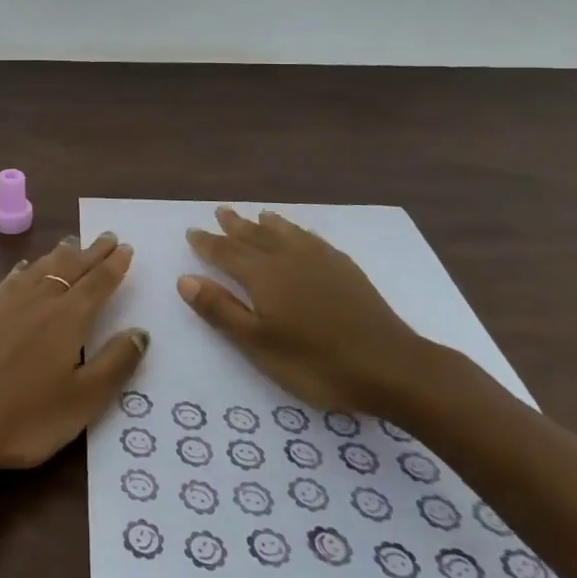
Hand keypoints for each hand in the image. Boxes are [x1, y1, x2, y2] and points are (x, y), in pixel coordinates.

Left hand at [0, 233, 148, 472]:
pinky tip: (25, 267)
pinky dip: (25, 269)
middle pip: (70, 268)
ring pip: (40, 268)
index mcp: (69, 319)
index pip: (98, 283)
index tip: (125, 247)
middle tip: (106, 236)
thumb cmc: (27, 417)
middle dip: (91, 252)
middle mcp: (40, 301)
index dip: (114, 266)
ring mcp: (7, 304)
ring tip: (72, 243)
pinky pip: (11, 280)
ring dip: (59, 255)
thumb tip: (140, 332)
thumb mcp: (83, 400)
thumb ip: (114, 364)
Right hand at [178, 206, 428, 414]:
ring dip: (267, 224)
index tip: (192, 232)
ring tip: (258, 215)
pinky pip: (313, 240)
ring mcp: (320, 261)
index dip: (207, 243)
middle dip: (234, 226)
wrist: (391, 366)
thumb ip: (220, 310)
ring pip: (286, 233)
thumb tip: (185, 279)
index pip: (226, 252)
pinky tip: (301, 236)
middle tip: (220, 211)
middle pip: (255, 236)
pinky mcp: (346, 270)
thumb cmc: (316, 362)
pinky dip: (298, 232)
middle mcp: (287, 258)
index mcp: (262, 275)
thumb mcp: (258, 344)